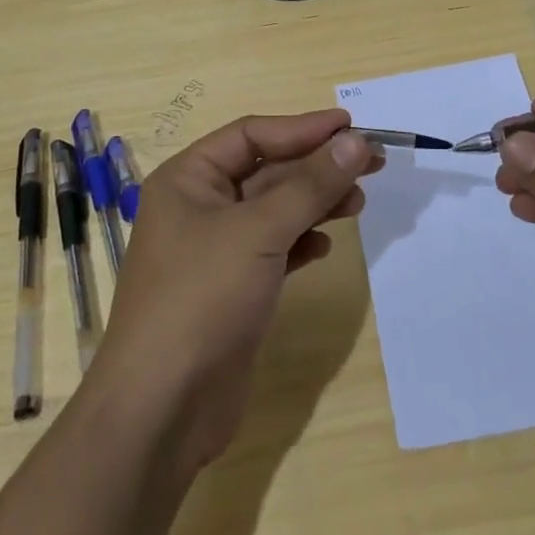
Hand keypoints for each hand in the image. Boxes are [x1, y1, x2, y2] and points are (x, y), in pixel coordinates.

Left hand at [87, 111, 380, 476]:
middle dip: (316, 166)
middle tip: (371, 163)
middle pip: (267, 170)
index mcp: (188, 179)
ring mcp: (215, 250)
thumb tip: (356, 142)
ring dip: (315, 202)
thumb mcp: (259, 231)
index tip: (351, 126)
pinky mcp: (233, 288)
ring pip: (274, 210)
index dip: (302, 128)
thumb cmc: (202, 297)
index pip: (252, 134)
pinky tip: (325, 246)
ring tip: (358, 201)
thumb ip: (310, 185)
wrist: (163, 408)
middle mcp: (199, 207)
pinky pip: (274, 248)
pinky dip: (301, 241)